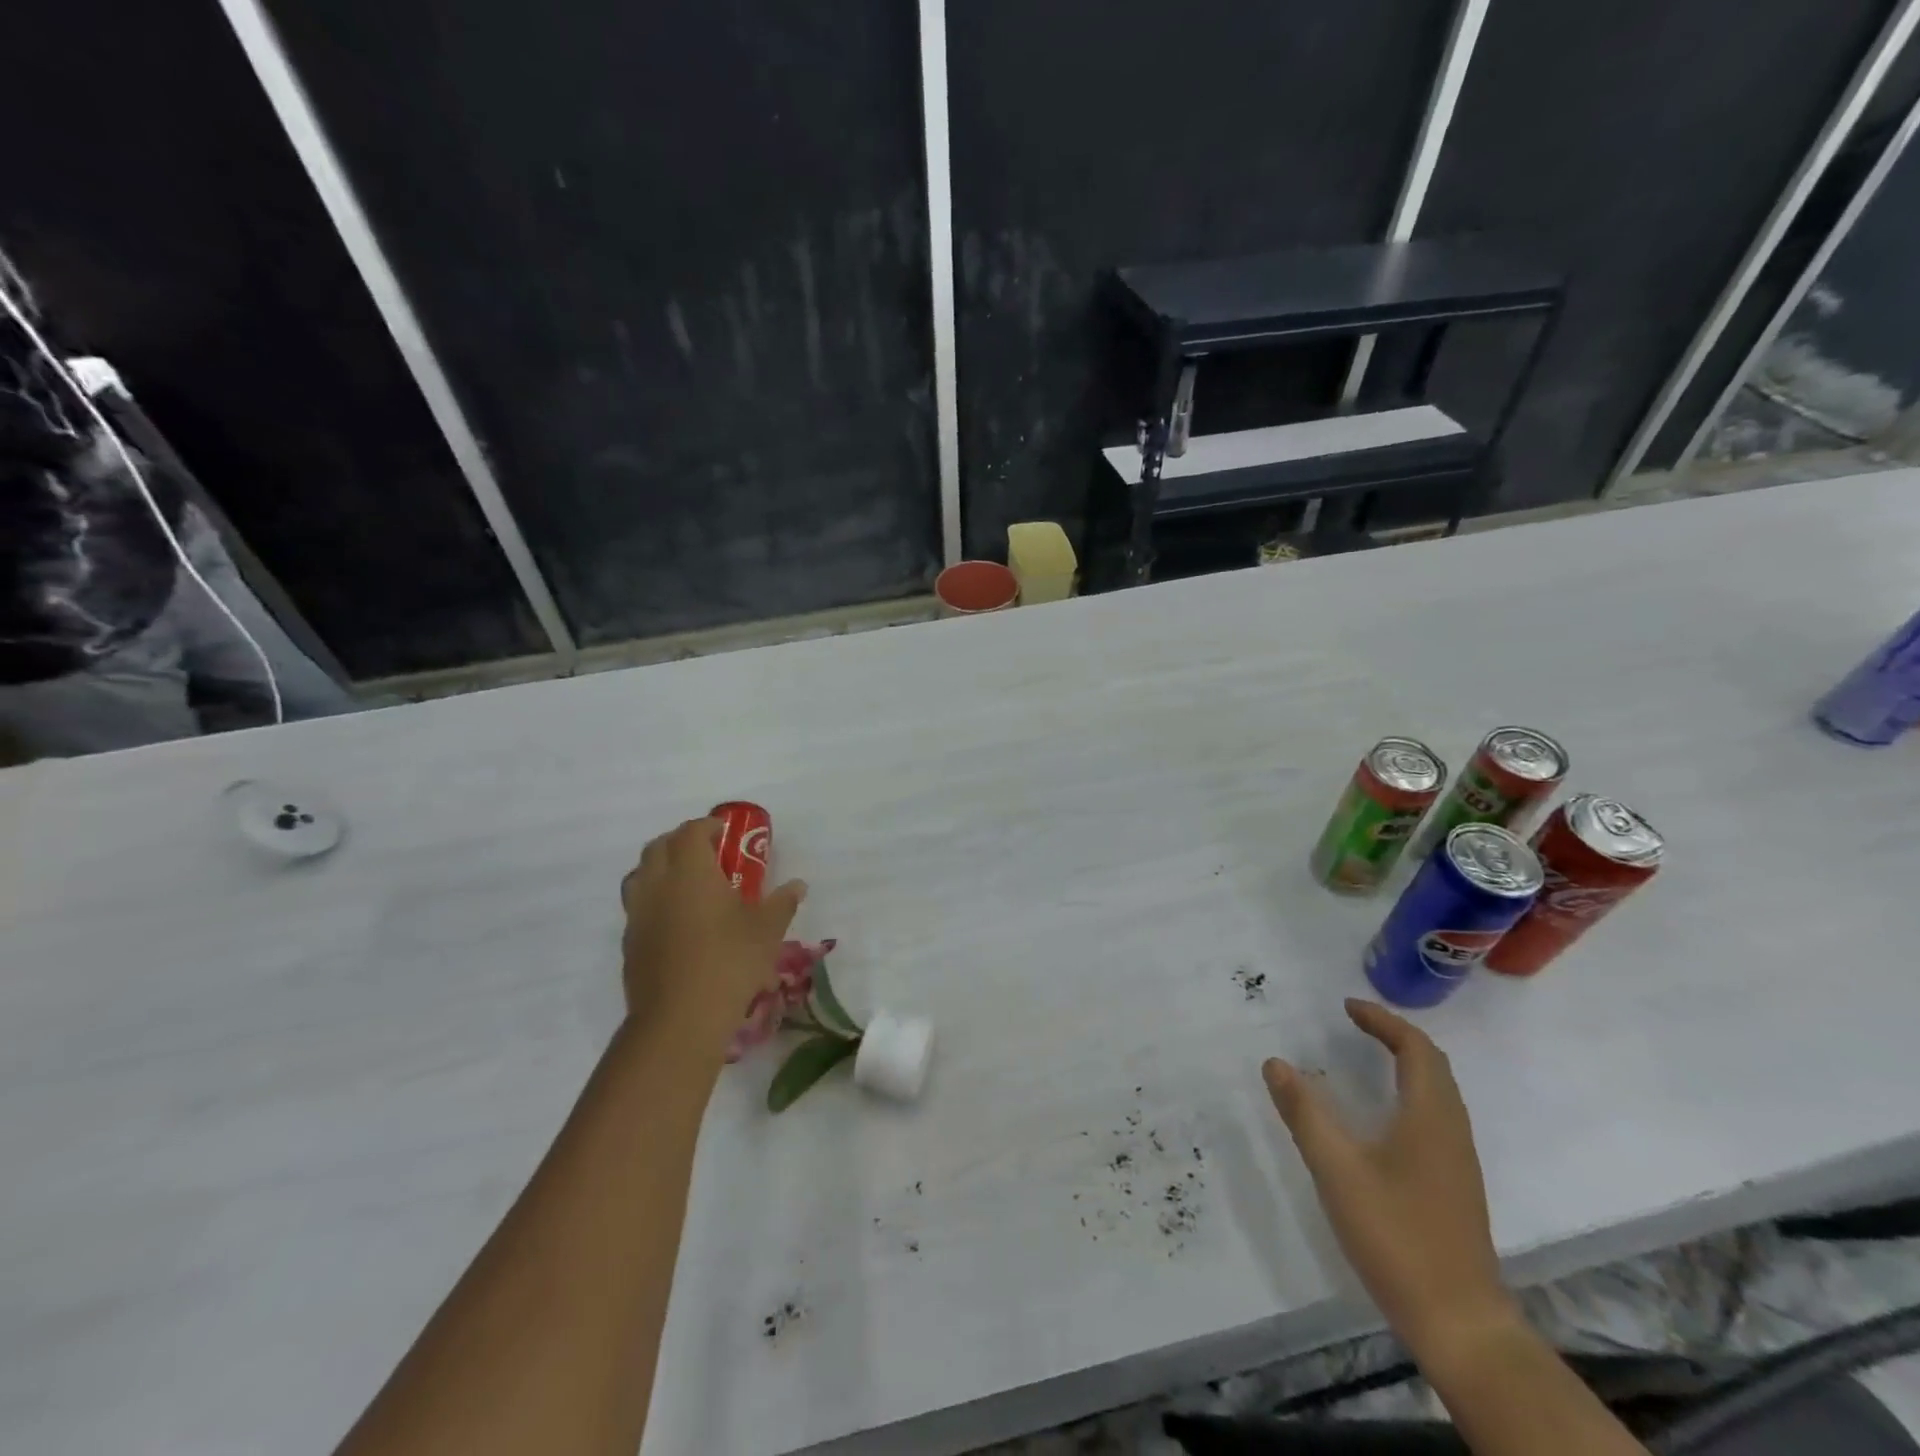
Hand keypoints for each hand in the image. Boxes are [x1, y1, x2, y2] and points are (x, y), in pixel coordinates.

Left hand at [619, 818, 805, 1056]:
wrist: (679, 1019)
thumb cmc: (729, 963)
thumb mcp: (767, 930)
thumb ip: (781, 902)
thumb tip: (798, 885)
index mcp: (690, 871)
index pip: (691, 832)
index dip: (708, 826)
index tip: (725, 832)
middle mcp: (658, 884)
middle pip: (659, 846)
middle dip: (681, 841)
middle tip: (708, 852)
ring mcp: (638, 914)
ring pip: (640, 875)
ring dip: (661, 868)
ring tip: (687, 883)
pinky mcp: (629, 942)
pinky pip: (638, 906)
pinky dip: (654, 899)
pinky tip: (677, 920)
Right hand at [1263, 999, 1517, 1356]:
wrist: (1460, 1322)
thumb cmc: (1396, 1235)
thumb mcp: (1337, 1170)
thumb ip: (1304, 1113)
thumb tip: (1274, 1062)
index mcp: (1430, 1116)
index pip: (1416, 1048)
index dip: (1383, 1021)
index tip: (1346, 1007)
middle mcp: (1451, 1129)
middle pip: (1433, 1065)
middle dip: (1395, 1036)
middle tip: (1354, 1024)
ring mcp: (1458, 1160)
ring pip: (1438, 1092)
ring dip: (1406, 1063)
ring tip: (1366, 1056)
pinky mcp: (1455, 1184)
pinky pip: (1436, 1115)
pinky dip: (1410, 1091)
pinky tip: (1383, 1114)